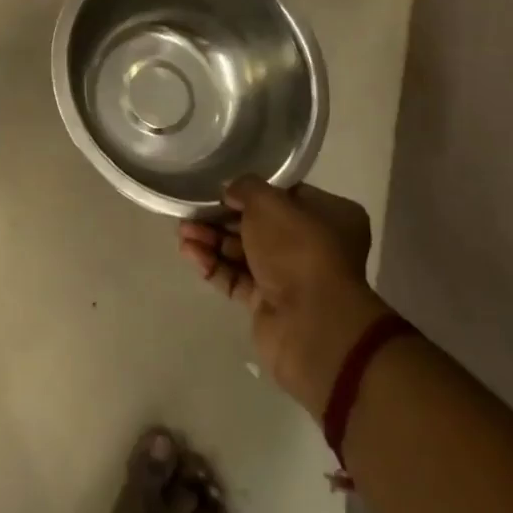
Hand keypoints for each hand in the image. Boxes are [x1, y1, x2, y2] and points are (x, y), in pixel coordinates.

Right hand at [178, 175, 390, 415]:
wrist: (311, 324)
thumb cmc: (299, 249)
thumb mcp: (269, 202)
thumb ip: (246, 188)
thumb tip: (231, 191)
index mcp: (330, 216)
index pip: (285, 195)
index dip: (251, 191)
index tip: (221, 188)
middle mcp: (314, 245)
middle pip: (260, 225)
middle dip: (222, 217)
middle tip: (191, 211)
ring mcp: (292, 277)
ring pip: (245, 252)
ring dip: (212, 240)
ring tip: (182, 232)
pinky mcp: (270, 304)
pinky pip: (237, 278)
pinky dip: (214, 265)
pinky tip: (189, 252)